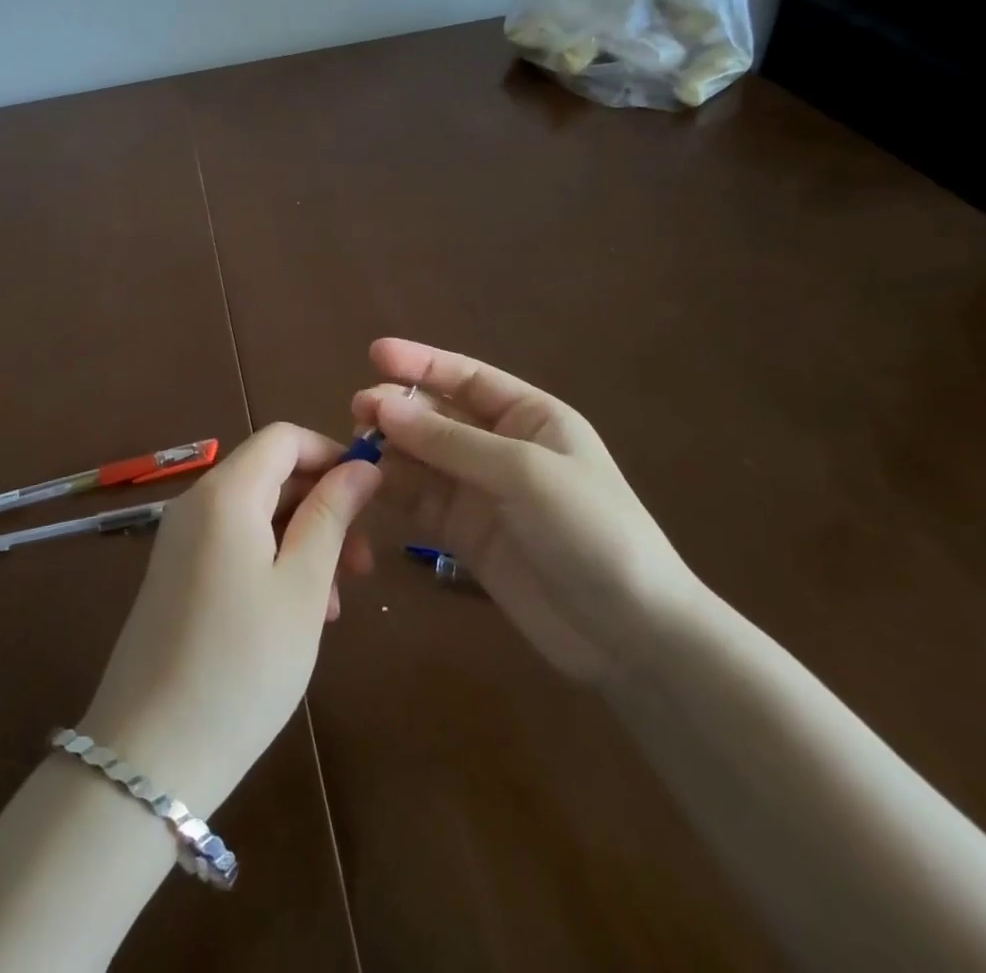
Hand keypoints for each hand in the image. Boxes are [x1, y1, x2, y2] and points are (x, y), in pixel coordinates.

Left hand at [79, 424, 379, 819]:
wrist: (149, 756)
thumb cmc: (243, 665)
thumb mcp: (301, 587)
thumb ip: (331, 516)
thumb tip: (362, 467)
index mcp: (226, 493)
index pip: (284, 438)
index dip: (331, 454)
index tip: (370, 498)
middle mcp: (197, 503)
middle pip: (271, 475)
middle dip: (322, 506)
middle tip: (361, 565)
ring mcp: (181, 540)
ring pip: (257, 514)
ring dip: (302, 542)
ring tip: (334, 604)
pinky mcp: (176, 575)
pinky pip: (234, 545)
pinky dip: (273, 562)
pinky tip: (297, 614)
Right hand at [353, 338, 698, 681]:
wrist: (630, 633)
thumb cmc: (590, 530)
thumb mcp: (524, 473)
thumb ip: (450, 441)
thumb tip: (382, 407)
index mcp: (530, 417)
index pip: (467, 377)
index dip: (421, 362)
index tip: (375, 352)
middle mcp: (501, 447)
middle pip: (438, 415)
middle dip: (398, 408)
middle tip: (357, 410)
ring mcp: (481, 491)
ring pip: (422, 457)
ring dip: (390, 448)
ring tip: (355, 447)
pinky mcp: (464, 533)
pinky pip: (420, 500)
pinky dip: (393, 490)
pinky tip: (366, 485)